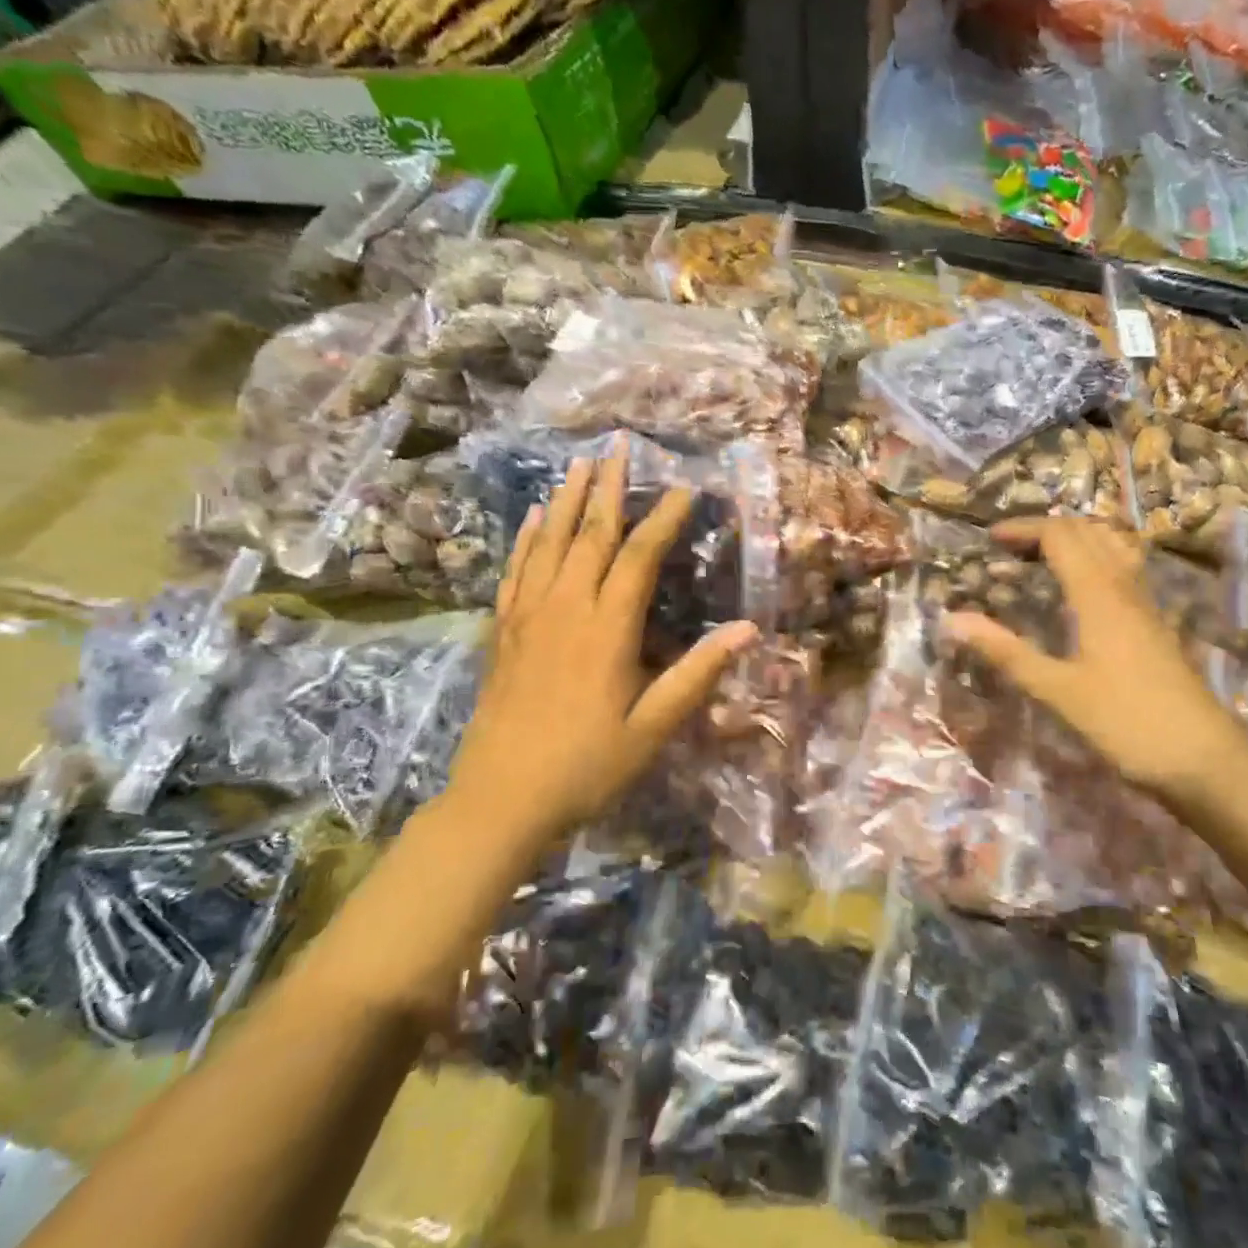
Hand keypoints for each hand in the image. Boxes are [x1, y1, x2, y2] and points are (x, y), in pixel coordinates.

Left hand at [448, 441, 758, 836]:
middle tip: (621, 445)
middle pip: (591, 534)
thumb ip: (697, 674)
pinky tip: (535, 516)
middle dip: (610, 487)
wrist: (499, 801)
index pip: (639, 556)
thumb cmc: (586, 766)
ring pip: (550, 543)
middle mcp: (566, 608)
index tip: (685, 488)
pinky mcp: (503, 632)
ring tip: (580, 462)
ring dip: (568, 499)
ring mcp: (528, 616)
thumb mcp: (652, 727)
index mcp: (607, 628)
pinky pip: (516, 570)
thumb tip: (748, 630)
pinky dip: (527, 538)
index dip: (664, 518)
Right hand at [941, 518, 1247, 811]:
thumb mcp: (1058, 691)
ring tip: (1043, 557)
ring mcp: (1145, 604)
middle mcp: (1124, 586)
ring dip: (1075, 538)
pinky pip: (1124, 568)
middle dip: (1045, 529)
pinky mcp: (1155, 624)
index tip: (989, 540)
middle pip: (1087, 531)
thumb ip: (1006, 651)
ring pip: (1112, 545)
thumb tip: (953, 619)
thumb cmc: (1127, 723)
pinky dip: (1096, 558)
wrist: (1206, 761)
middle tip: (1009, 549)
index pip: (1059, 535)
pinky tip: (1082, 589)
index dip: (1023, 529)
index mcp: (1098, 594)